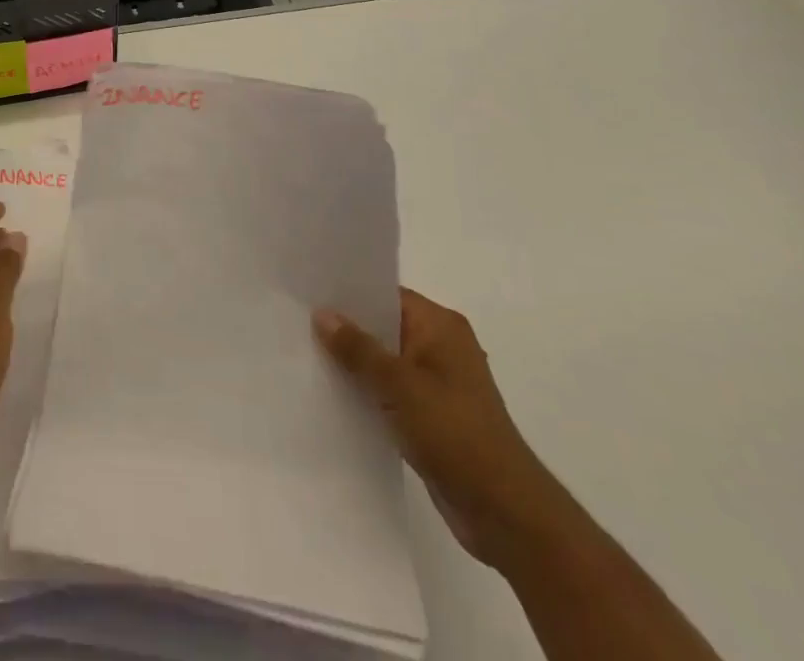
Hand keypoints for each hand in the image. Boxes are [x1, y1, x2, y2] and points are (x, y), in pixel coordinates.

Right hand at [314, 288, 578, 569]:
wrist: (506, 514)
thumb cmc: (456, 434)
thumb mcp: (399, 385)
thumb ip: (358, 349)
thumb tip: (322, 313)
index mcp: (440, 326)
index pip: (386, 294)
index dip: (349, 292)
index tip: (308, 290)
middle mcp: (441, 347)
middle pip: (383, 326)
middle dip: (345, 327)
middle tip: (297, 319)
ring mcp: (437, 383)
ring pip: (384, 361)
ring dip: (354, 363)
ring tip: (304, 353)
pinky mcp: (432, 416)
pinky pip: (389, 391)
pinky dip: (366, 391)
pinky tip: (332, 393)